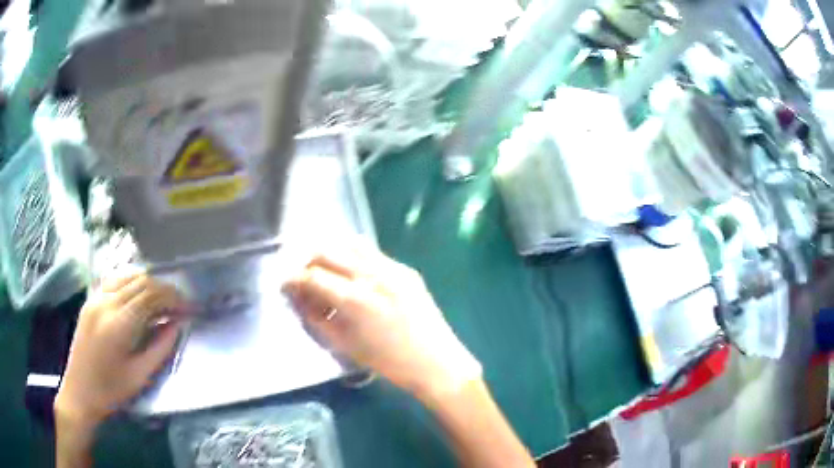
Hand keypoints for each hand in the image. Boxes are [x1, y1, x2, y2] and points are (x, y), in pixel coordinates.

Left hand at [55, 275, 184, 427]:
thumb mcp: (140, 376)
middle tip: (180, 304)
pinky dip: (131, 283)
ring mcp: (95, 298)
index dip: (173, 297)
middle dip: (164, 289)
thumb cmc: (111, 391)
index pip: (151, 296)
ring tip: (163, 300)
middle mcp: (106, 303)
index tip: (189, 307)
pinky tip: (139, 295)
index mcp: (118, 324)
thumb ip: (160, 348)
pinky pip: (114, 281)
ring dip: (149, 283)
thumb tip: (177, 325)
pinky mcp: (90, 300)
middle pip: (140, 282)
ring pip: (127, 277)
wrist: (80, 392)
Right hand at [284, 242, 480, 405]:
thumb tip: (298, 299)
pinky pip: (372, 254)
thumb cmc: (388, 363)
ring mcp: (393, 268)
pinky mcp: (407, 269)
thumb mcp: (345, 345)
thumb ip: (316, 319)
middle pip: (329, 251)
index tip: (285, 285)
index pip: (314, 276)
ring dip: (331, 254)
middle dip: (309, 262)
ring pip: (351, 244)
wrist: (436, 362)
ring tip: (325, 272)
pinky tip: (351, 276)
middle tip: (303, 279)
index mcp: (356, 300)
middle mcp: (374, 275)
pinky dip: (354, 258)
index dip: (293, 279)